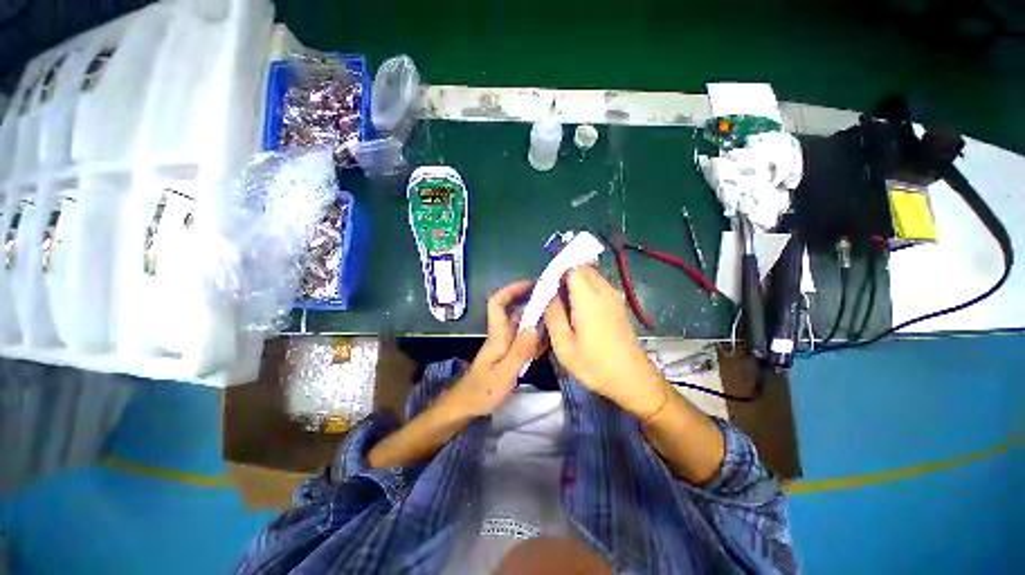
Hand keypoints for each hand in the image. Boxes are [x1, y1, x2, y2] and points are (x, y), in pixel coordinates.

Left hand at [448, 280, 542, 416]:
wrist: (465, 407)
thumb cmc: (481, 391)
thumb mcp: (503, 373)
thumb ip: (520, 351)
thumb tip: (535, 326)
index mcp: (497, 335)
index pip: (498, 302)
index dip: (512, 289)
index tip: (532, 284)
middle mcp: (501, 335)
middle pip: (514, 310)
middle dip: (532, 300)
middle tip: (555, 298)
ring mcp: (505, 345)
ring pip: (521, 324)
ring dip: (537, 317)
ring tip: (558, 315)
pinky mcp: (509, 354)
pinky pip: (525, 338)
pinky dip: (537, 334)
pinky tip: (550, 337)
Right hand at [544, 266, 666, 416]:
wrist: (633, 379)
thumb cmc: (595, 365)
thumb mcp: (564, 345)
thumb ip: (553, 315)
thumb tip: (549, 296)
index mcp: (589, 298)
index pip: (573, 268)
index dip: (557, 273)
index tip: (547, 288)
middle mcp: (605, 291)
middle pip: (583, 269)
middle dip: (565, 276)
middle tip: (553, 297)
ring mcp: (615, 297)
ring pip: (592, 276)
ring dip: (577, 283)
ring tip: (565, 304)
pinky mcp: (619, 304)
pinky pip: (600, 286)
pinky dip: (587, 290)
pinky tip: (580, 310)